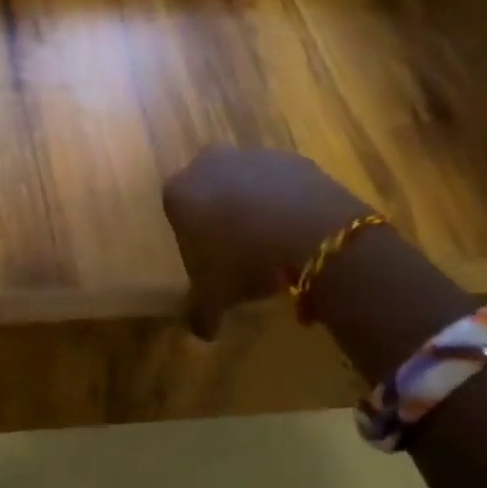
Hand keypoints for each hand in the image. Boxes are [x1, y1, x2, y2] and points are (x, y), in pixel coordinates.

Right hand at [162, 148, 373, 338]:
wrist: (310, 233)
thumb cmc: (244, 261)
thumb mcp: (215, 296)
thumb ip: (201, 312)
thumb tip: (202, 332)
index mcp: (179, 192)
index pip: (176, 210)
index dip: (192, 238)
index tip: (209, 262)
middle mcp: (209, 164)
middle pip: (209, 188)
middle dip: (220, 212)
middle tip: (238, 248)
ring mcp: (252, 156)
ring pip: (246, 181)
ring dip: (254, 204)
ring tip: (273, 243)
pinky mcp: (292, 158)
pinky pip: (282, 183)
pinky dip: (286, 202)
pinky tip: (298, 231)